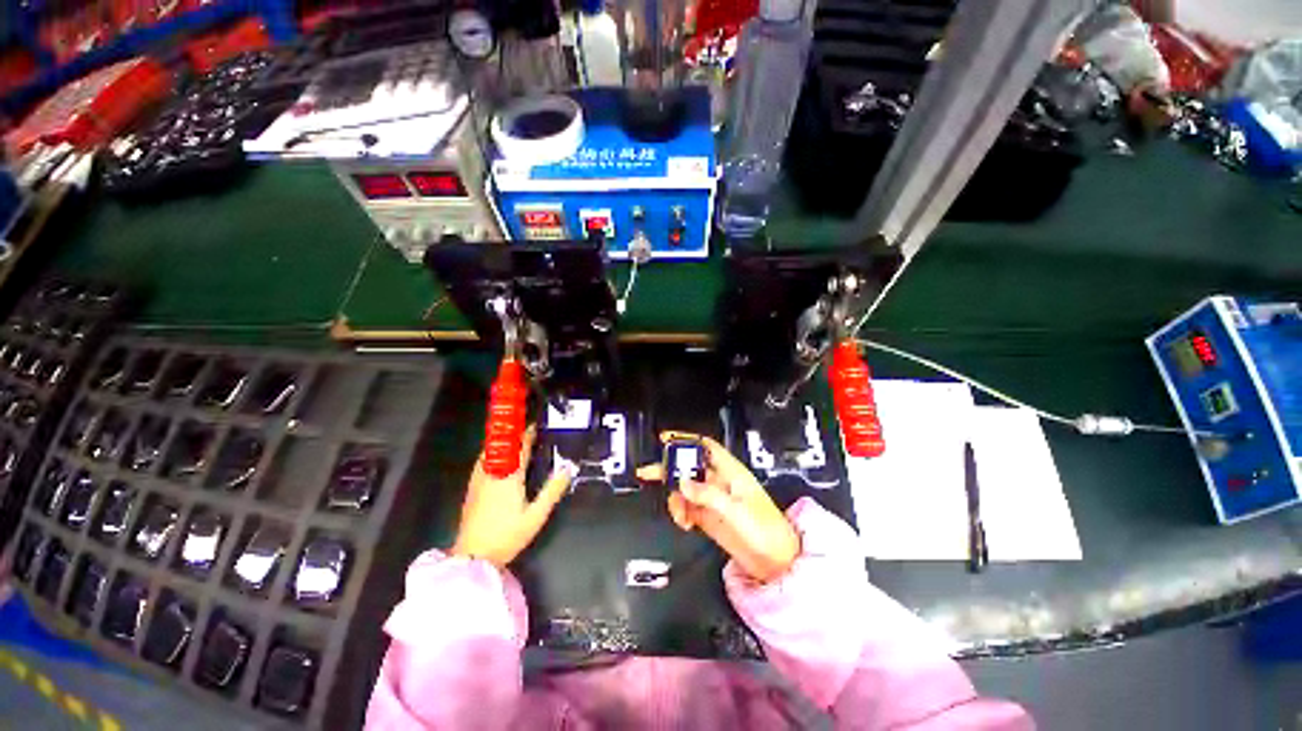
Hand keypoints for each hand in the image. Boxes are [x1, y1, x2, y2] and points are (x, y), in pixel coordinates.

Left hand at [451, 426, 574, 566]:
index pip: (520, 448)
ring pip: (490, 452)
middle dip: (514, 435)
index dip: (528, 434)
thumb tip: (568, 468)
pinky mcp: (471, 489)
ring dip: (502, 443)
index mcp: (509, 476)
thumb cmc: (507, 536)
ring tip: (513, 440)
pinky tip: (496, 459)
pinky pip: (482, 462)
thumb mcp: (536, 516)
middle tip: (527, 430)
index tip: (535, 424)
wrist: (473, 557)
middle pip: (503, 446)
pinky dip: (491, 453)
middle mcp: (492, 473)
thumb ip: (553, 491)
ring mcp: (479, 480)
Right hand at [637, 432, 799, 583]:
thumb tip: (684, 483)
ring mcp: (713, 499)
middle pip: (689, 466)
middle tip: (652, 473)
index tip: (665, 439)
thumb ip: (708, 495)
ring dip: (675, 498)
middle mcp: (720, 482)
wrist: (776, 564)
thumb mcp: (737, 511)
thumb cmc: (768, 532)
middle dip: (670, 469)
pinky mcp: (709, 516)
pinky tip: (684, 521)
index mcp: (731, 472)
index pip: (706, 447)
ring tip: (678, 512)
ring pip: (684, 488)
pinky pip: (686, 507)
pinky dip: (680, 512)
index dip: (686, 440)